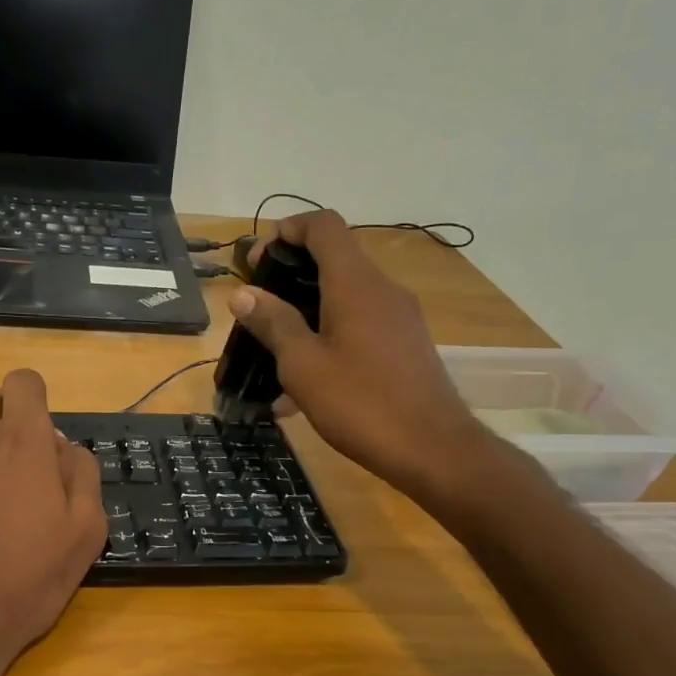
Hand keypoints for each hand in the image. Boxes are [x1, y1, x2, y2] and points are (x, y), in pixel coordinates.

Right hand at [229, 210, 491, 503]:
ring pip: (346, 293)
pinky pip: (361, 321)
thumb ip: (273, 323)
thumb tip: (243, 294)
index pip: (323, 225)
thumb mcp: (302, 365)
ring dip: (308, 307)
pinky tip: (308, 377)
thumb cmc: (360, 403)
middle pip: (334, 257)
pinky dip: (330, 331)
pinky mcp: (406, 343)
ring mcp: (399, 316)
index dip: (287, 230)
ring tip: (276, 346)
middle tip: (259, 305)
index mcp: (355, 283)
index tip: (258, 260)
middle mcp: (382, 289)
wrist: (432, 449)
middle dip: (291, 272)